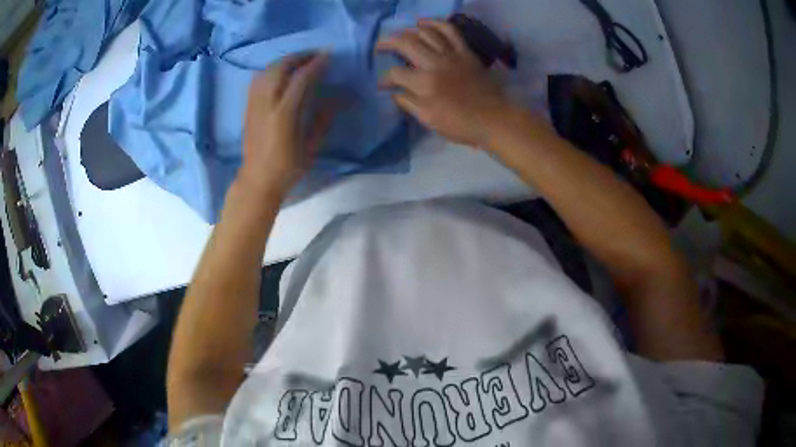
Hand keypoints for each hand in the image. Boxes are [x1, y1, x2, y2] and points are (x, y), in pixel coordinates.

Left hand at [240, 53, 333, 194]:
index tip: (328, 56)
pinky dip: (272, 69)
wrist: (257, 180)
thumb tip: (336, 99)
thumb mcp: (311, 148)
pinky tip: (281, 72)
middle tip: (315, 55)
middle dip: (299, 57)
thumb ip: (322, 120)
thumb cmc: (287, 168)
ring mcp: (254, 104)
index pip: (301, 80)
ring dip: (285, 61)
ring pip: (267, 70)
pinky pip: (258, 79)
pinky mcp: (248, 107)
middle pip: (280, 68)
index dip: (315, 65)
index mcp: (284, 116)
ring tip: (300, 61)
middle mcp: (266, 105)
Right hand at [376, 19, 510, 147]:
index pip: (395, 73)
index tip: (382, 84)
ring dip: (409, 30)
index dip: (384, 79)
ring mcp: (451, 54)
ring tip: (401, 34)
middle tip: (380, 46)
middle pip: (405, 43)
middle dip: (387, 42)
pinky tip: (424, 23)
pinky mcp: (465, 51)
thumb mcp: (428, 119)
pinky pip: (450, 30)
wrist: (493, 118)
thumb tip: (394, 93)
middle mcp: (434, 63)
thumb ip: (408, 103)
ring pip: (425, 33)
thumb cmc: (460, 124)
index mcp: (424, 84)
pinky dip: (436, 23)